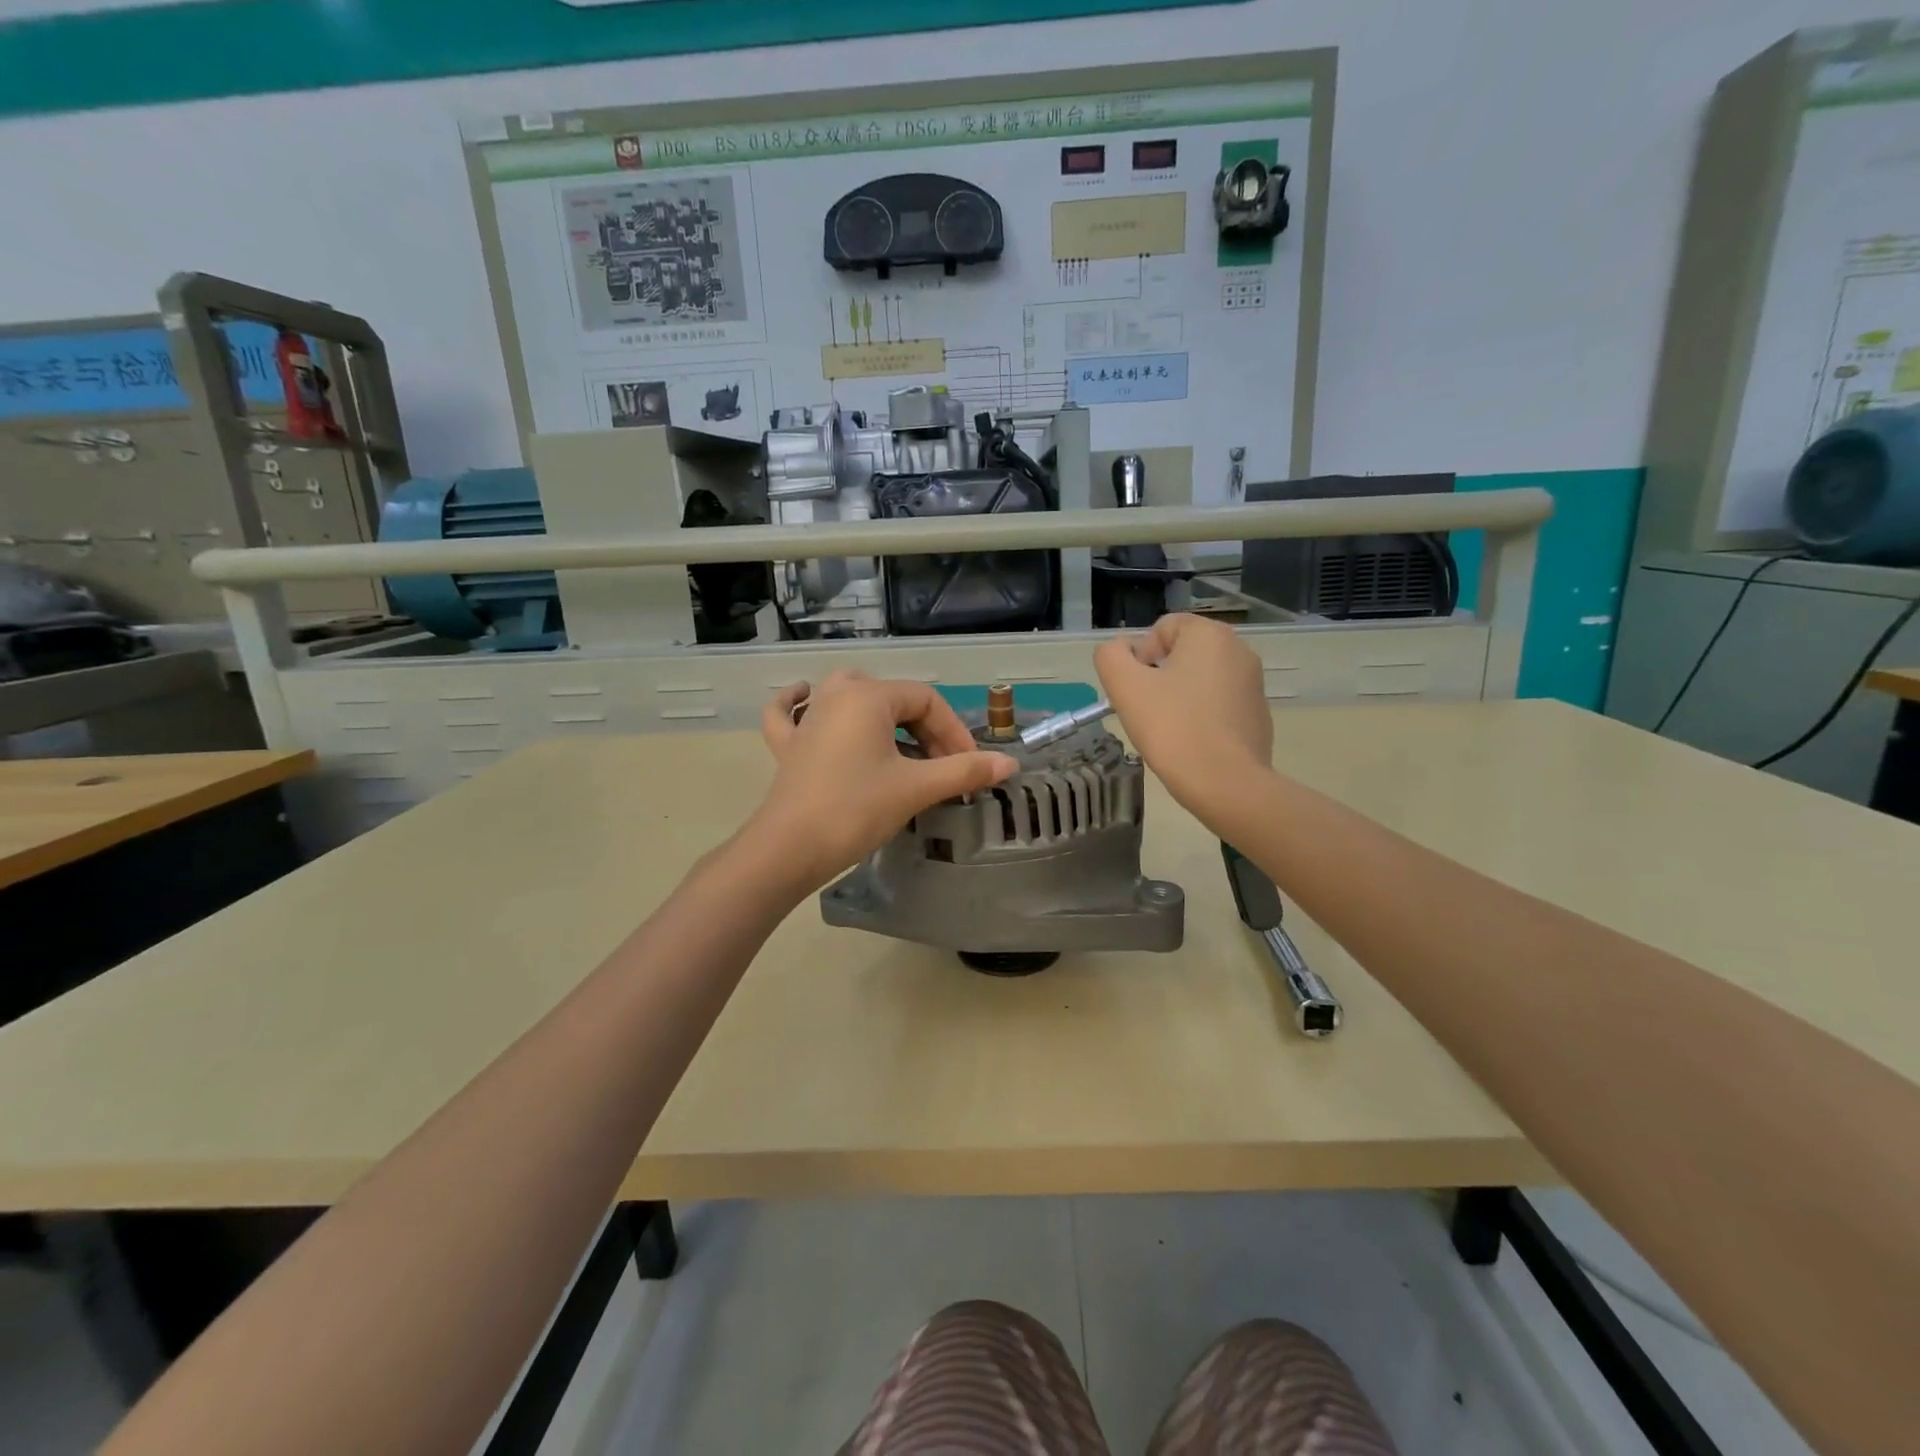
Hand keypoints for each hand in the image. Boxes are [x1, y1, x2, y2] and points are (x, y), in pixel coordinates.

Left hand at [752, 670, 1016, 889]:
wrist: (789, 849)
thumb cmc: (856, 810)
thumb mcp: (916, 788)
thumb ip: (964, 771)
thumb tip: (1009, 764)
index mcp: (868, 696)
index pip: (926, 701)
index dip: (954, 731)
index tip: (969, 767)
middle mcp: (835, 695)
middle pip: (892, 697)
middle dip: (924, 728)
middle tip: (942, 766)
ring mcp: (807, 719)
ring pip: (848, 696)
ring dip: (878, 711)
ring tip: (899, 736)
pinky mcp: (788, 746)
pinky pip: (791, 713)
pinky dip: (798, 704)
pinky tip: (804, 697)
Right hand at [1094, 613, 1272, 816]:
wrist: (1225, 783)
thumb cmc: (1172, 728)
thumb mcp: (1124, 686)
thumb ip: (1111, 656)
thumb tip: (1121, 651)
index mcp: (1210, 634)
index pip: (1162, 628)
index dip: (1141, 657)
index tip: (1138, 691)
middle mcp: (1239, 650)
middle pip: (1182, 653)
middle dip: (1159, 678)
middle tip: (1149, 712)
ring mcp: (1253, 683)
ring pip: (1200, 680)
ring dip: (1179, 697)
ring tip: (1170, 730)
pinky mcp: (1259, 714)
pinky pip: (1219, 705)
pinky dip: (1202, 717)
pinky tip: (1193, 744)